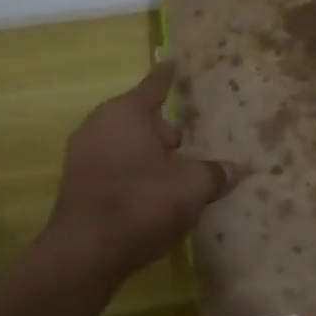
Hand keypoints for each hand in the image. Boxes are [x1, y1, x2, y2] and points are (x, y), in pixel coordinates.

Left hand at [46, 61, 245, 274]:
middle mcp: (99, 126)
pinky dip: (135, 176)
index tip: (173, 62)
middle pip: (141, 120)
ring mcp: (83, 156)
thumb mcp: (191, 186)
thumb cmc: (142, 202)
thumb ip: (214, 173)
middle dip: (165, 131)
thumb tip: (237, 169)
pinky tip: (155, 197)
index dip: (168, 76)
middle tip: (191, 141)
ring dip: (151, 157)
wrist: (86, 252)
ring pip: (128, 147)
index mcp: (126, 113)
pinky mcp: (78, 187)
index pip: (155, 86)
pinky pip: (116, 170)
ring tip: (178, 172)